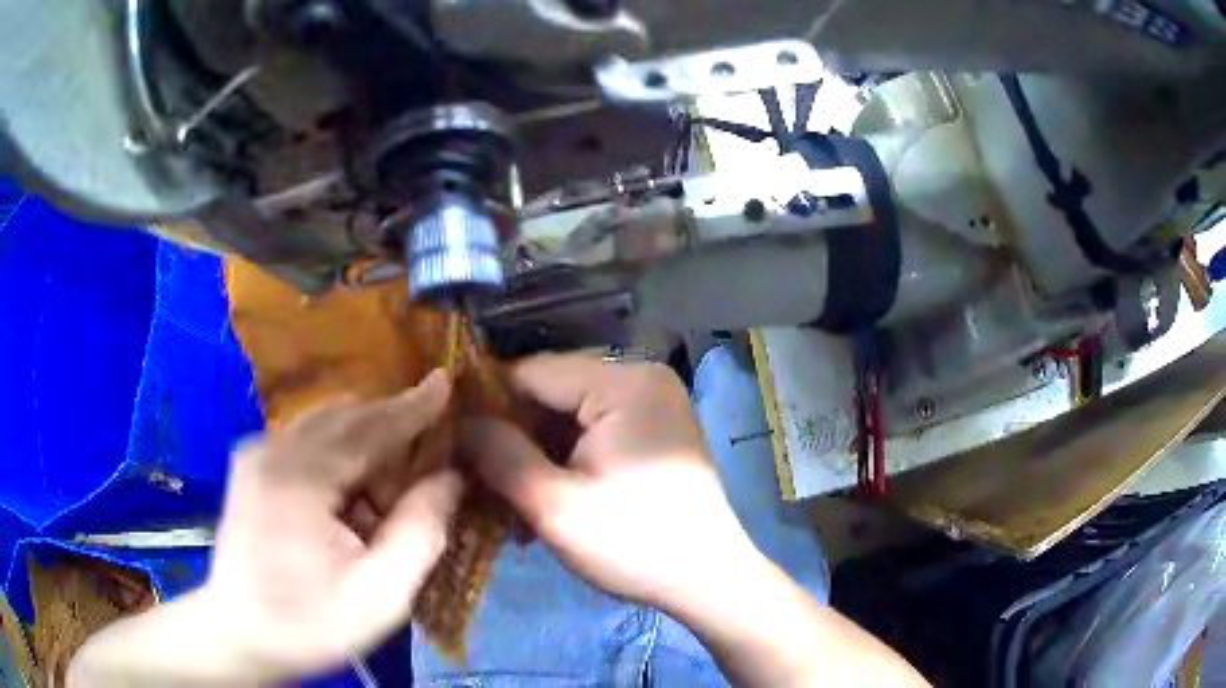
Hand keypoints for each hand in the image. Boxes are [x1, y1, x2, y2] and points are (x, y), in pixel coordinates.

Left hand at [71, 371, 464, 685]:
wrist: (240, 636)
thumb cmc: (310, 624)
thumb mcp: (380, 596)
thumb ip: (420, 532)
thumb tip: (451, 479)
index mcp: (299, 478)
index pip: (366, 428)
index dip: (411, 407)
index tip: (445, 382)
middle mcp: (272, 450)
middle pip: (344, 418)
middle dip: (389, 433)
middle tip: (424, 470)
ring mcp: (256, 454)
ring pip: (325, 426)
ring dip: (364, 448)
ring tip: (386, 498)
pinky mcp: (251, 466)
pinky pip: (307, 441)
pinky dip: (340, 456)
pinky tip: (350, 498)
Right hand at [461, 355, 760, 612]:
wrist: (708, 582)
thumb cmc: (634, 545)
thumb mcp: (555, 506)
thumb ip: (499, 456)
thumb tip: (460, 423)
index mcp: (623, 384)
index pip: (532, 373)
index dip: (486, 404)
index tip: (451, 439)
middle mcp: (641, 379)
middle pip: (551, 393)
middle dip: (513, 436)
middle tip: (479, 479)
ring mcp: (652, 405)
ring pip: (569, 416)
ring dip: (536, 455)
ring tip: (507, 500)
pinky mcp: (653, 431)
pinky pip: (593, 432)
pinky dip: (565, 461)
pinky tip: (544, 498)